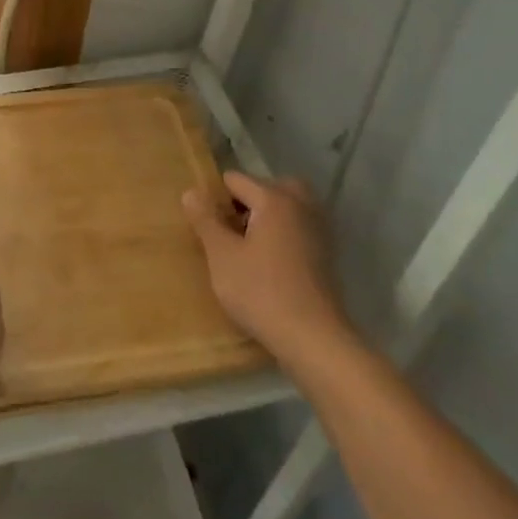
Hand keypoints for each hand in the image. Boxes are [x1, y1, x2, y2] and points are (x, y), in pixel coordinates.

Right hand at [182, 172, 356, 363]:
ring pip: (288, 207)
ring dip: (268, 216)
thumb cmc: (260, 291)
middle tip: (231, 228)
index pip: (237, 180)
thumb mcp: (222, 255)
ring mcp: (318, 230)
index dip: (216, 197)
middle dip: (248, 201)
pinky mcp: (326, 254)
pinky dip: (284, 233)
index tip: (206, 224)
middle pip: (269, 187)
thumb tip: (191, 192)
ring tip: (247, 245)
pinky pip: (299, 228)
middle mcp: (301, 206)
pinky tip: (269, 262)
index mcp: (274, 199)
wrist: (312, 338)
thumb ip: (205, 220)